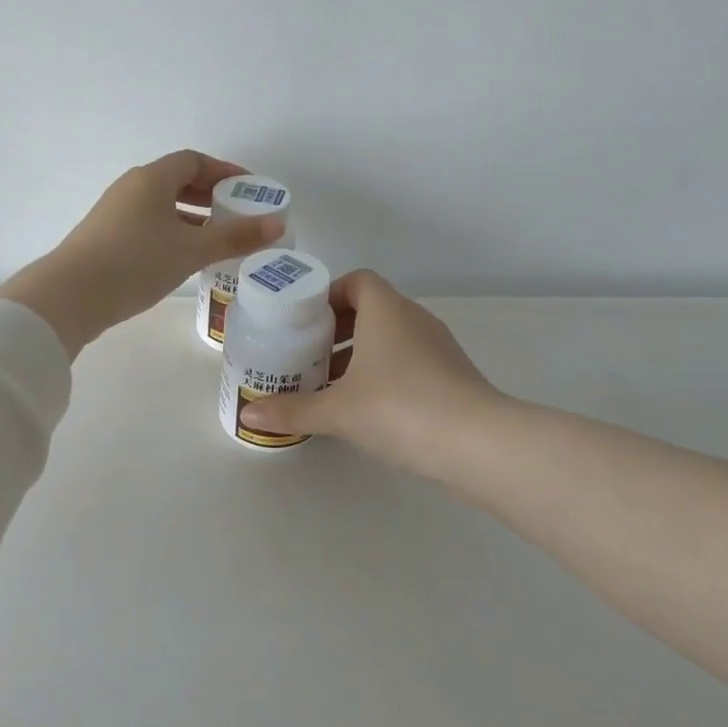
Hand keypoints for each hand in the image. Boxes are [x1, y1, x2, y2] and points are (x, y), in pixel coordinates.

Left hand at [0, 151, 285, 356]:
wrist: (70, 296)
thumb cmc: (136, 262)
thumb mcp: (192, 250)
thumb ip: (235, 236)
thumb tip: (277, 224)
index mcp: (152, 179)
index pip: (193, 161)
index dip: (224, 170)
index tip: (249, 188)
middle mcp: (131, 187)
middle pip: (176, 180)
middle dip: (210, 194)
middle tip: (238, 212)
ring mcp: (114, 212)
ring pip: (161, 205)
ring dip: (191, 215)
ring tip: (218, 237)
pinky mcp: (105, 237)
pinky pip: (148, 223)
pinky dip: (172, 231)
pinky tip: (184, 257)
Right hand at [239, 270, 503, 475]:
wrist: (479, 445)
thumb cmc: (400, 408)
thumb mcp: (337, 410)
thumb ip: (292, 410)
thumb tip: (248, 413)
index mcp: (387, 310)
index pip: (357, 281)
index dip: (329, 295)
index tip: (303, 322)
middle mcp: (414, 320)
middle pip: (371, 310)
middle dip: (337, 330)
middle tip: (306, 356)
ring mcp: (438, 348)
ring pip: (390, 340)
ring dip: (359, 356)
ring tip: (328, 386)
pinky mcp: (452, 378)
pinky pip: (408, 363)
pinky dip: (383, 376)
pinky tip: (364, 409)